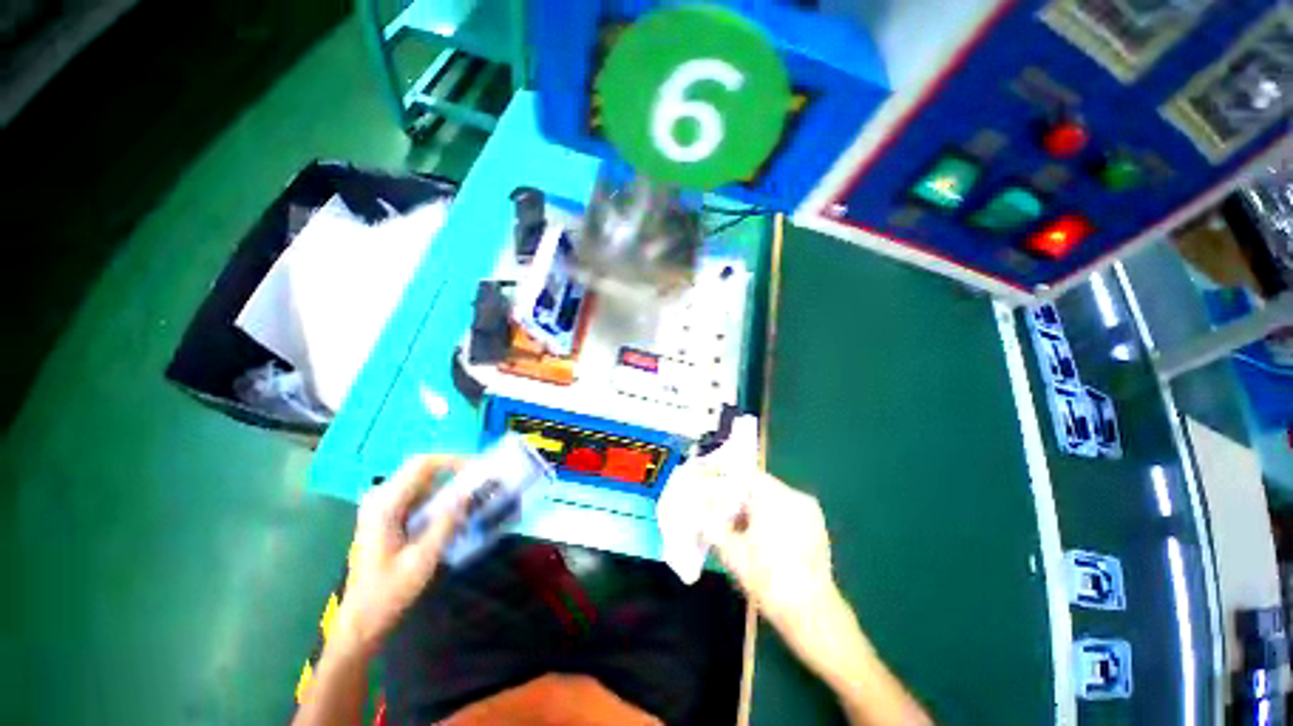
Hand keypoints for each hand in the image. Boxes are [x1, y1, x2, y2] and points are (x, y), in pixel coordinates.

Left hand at [334, 455, 465, 657]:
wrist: (361, 619)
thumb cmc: (389, 592)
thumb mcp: (423, 559)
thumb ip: (445, 523)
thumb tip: (468, 494)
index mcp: (385, 505)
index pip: (422, 464)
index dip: (453, 460)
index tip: (478, 469)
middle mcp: (380, 498)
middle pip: (422, 469)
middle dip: (454, 471)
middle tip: (480, 482)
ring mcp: (381, 507)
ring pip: (422, 482)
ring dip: (448, 486)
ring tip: (472, 497)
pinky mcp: (386, 516)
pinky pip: (418, 496)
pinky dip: (439, 498)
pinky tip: (453, 514)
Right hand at [703, 470, 835, 639]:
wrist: (811, 614)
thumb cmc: (768, 579)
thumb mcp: (731, 552)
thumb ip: (713, 525)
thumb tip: (700, 511)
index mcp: (775, 497)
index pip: (744, 476)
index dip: (725, 483)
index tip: (712, 495)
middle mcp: (795, 496)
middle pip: (759, 486)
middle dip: (739, 498)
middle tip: (723, 513)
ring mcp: (809, 510)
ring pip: (773, 498)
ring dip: (755, 507)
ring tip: (740, 527)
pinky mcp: (817, 526)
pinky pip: (787, 510)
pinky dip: (771, 516)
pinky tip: (761, 536)